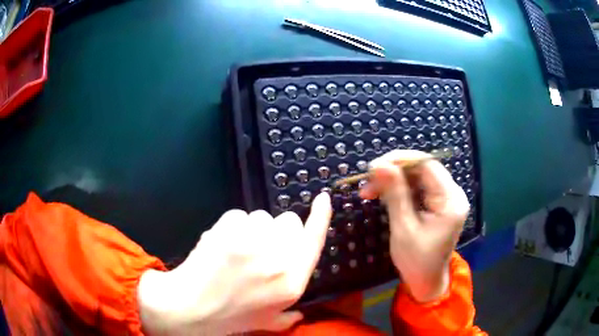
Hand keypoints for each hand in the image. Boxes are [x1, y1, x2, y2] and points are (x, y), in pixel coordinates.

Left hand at [137, 193, 332, 334]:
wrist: (191, 306)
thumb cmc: (231, 316)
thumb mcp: (268, 321)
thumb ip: (290, 316)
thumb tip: (300, 312)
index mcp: (292, 281)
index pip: (315, 240)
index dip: (321, 217)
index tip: (323, 199)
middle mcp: (279, 258)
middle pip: (289, 221)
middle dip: (278, 230)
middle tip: (260, 248)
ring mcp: (253, 240)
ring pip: (262, 216)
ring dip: (253, 230)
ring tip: (237, 251)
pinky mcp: (229, 227)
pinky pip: (238, 215)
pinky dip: (232, 227)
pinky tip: (222, 245)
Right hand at [360, 150, 468, 302]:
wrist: (426, 281)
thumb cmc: (416, 261)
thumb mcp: (404, 228)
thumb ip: (395, 194)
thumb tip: (379, 165)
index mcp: (451, 200)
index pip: (427, 165)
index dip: (400, 160)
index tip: (373, 167)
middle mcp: (453, 194)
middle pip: (422, 169)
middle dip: (393, 172)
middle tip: (368, 182)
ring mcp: (446, 198)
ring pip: (417, 177)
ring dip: (393, 180)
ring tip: (370, 191)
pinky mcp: (439, 203)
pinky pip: (418, 187)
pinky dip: (399, 189)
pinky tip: (383, 196)